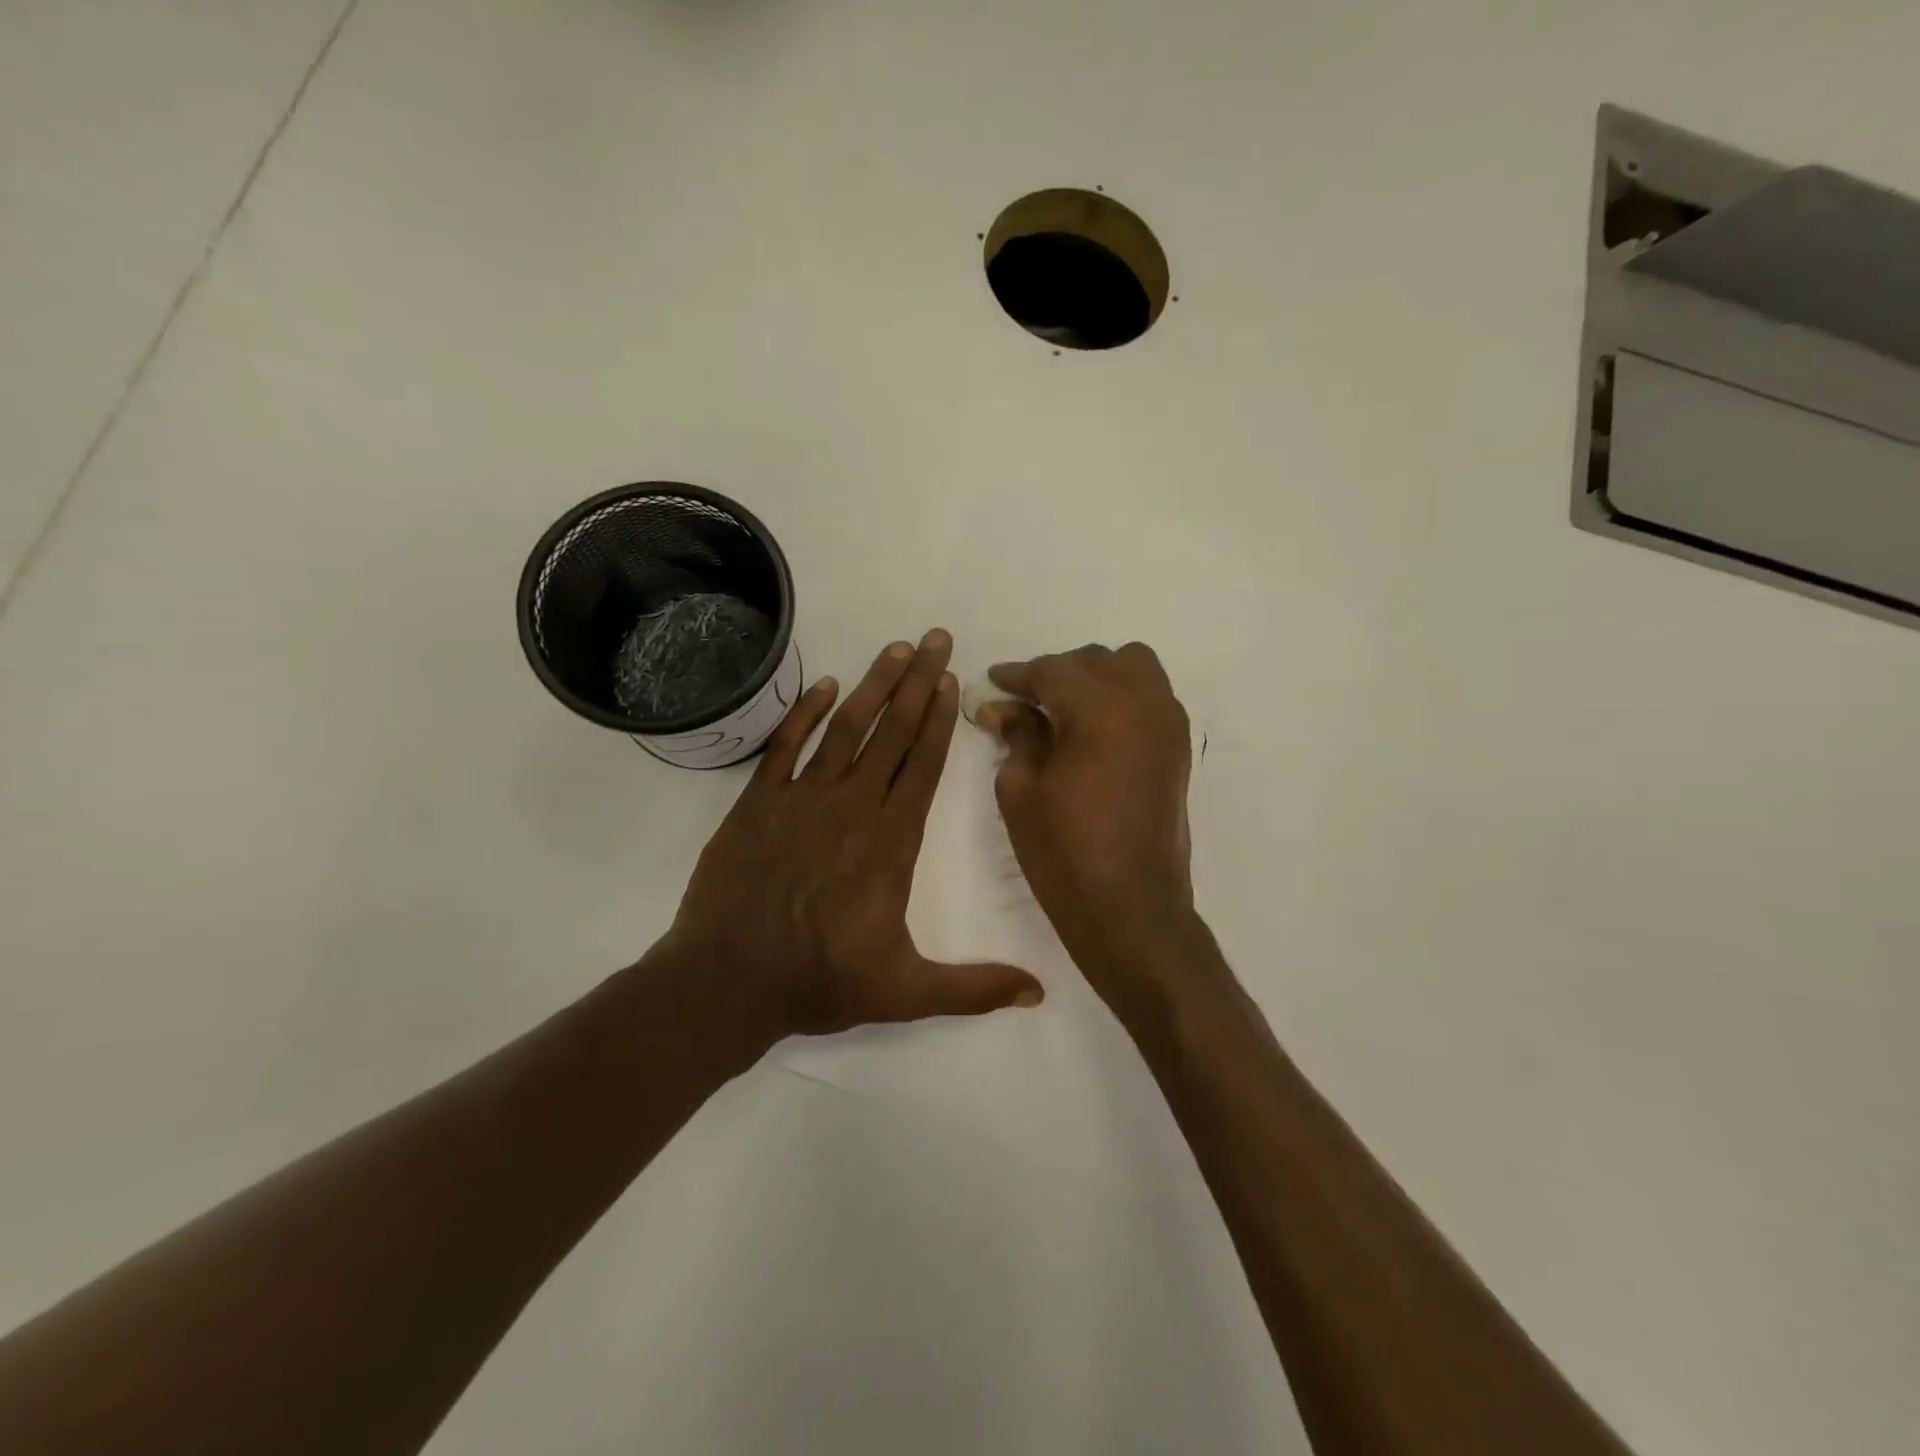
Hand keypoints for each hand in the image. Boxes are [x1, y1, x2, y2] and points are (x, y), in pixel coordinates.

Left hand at [663, 629, 1044, 1041]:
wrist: (726, 982)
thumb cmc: (820, 983)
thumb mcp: (906, 993)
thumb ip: (973, 988)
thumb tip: (1040, 993)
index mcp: (890, 842)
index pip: (922, 766)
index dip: (939, 720)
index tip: (951, 679)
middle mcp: (851, 807)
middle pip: (892, 733)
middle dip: (917, 683)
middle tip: (935, 638)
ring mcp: (801, 800)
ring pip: (845, 730)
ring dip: (871, 686)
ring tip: (894, 649)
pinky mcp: (757, 803)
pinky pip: (785, 746)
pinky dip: (804, 713)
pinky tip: (824, 686)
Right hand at [980, 643, 1196, 982]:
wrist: (1130, 908)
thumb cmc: (1064, 853)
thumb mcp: (1021, 790)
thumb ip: (1017, 734)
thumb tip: (1002, 706)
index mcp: (1101, 712)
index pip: (1053, 671)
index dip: (1018, 674)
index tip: (993, 682)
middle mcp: (1144, 704)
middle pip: (1097, 660)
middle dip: (1057, 672)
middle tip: (1025, 701)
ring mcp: (1169, 725)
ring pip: (1134, 668)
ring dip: (1097, 676)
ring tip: (1065, 708)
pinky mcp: (1179, 747)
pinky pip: (1152, 696)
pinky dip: (1122, 696)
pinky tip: (1094, 728)